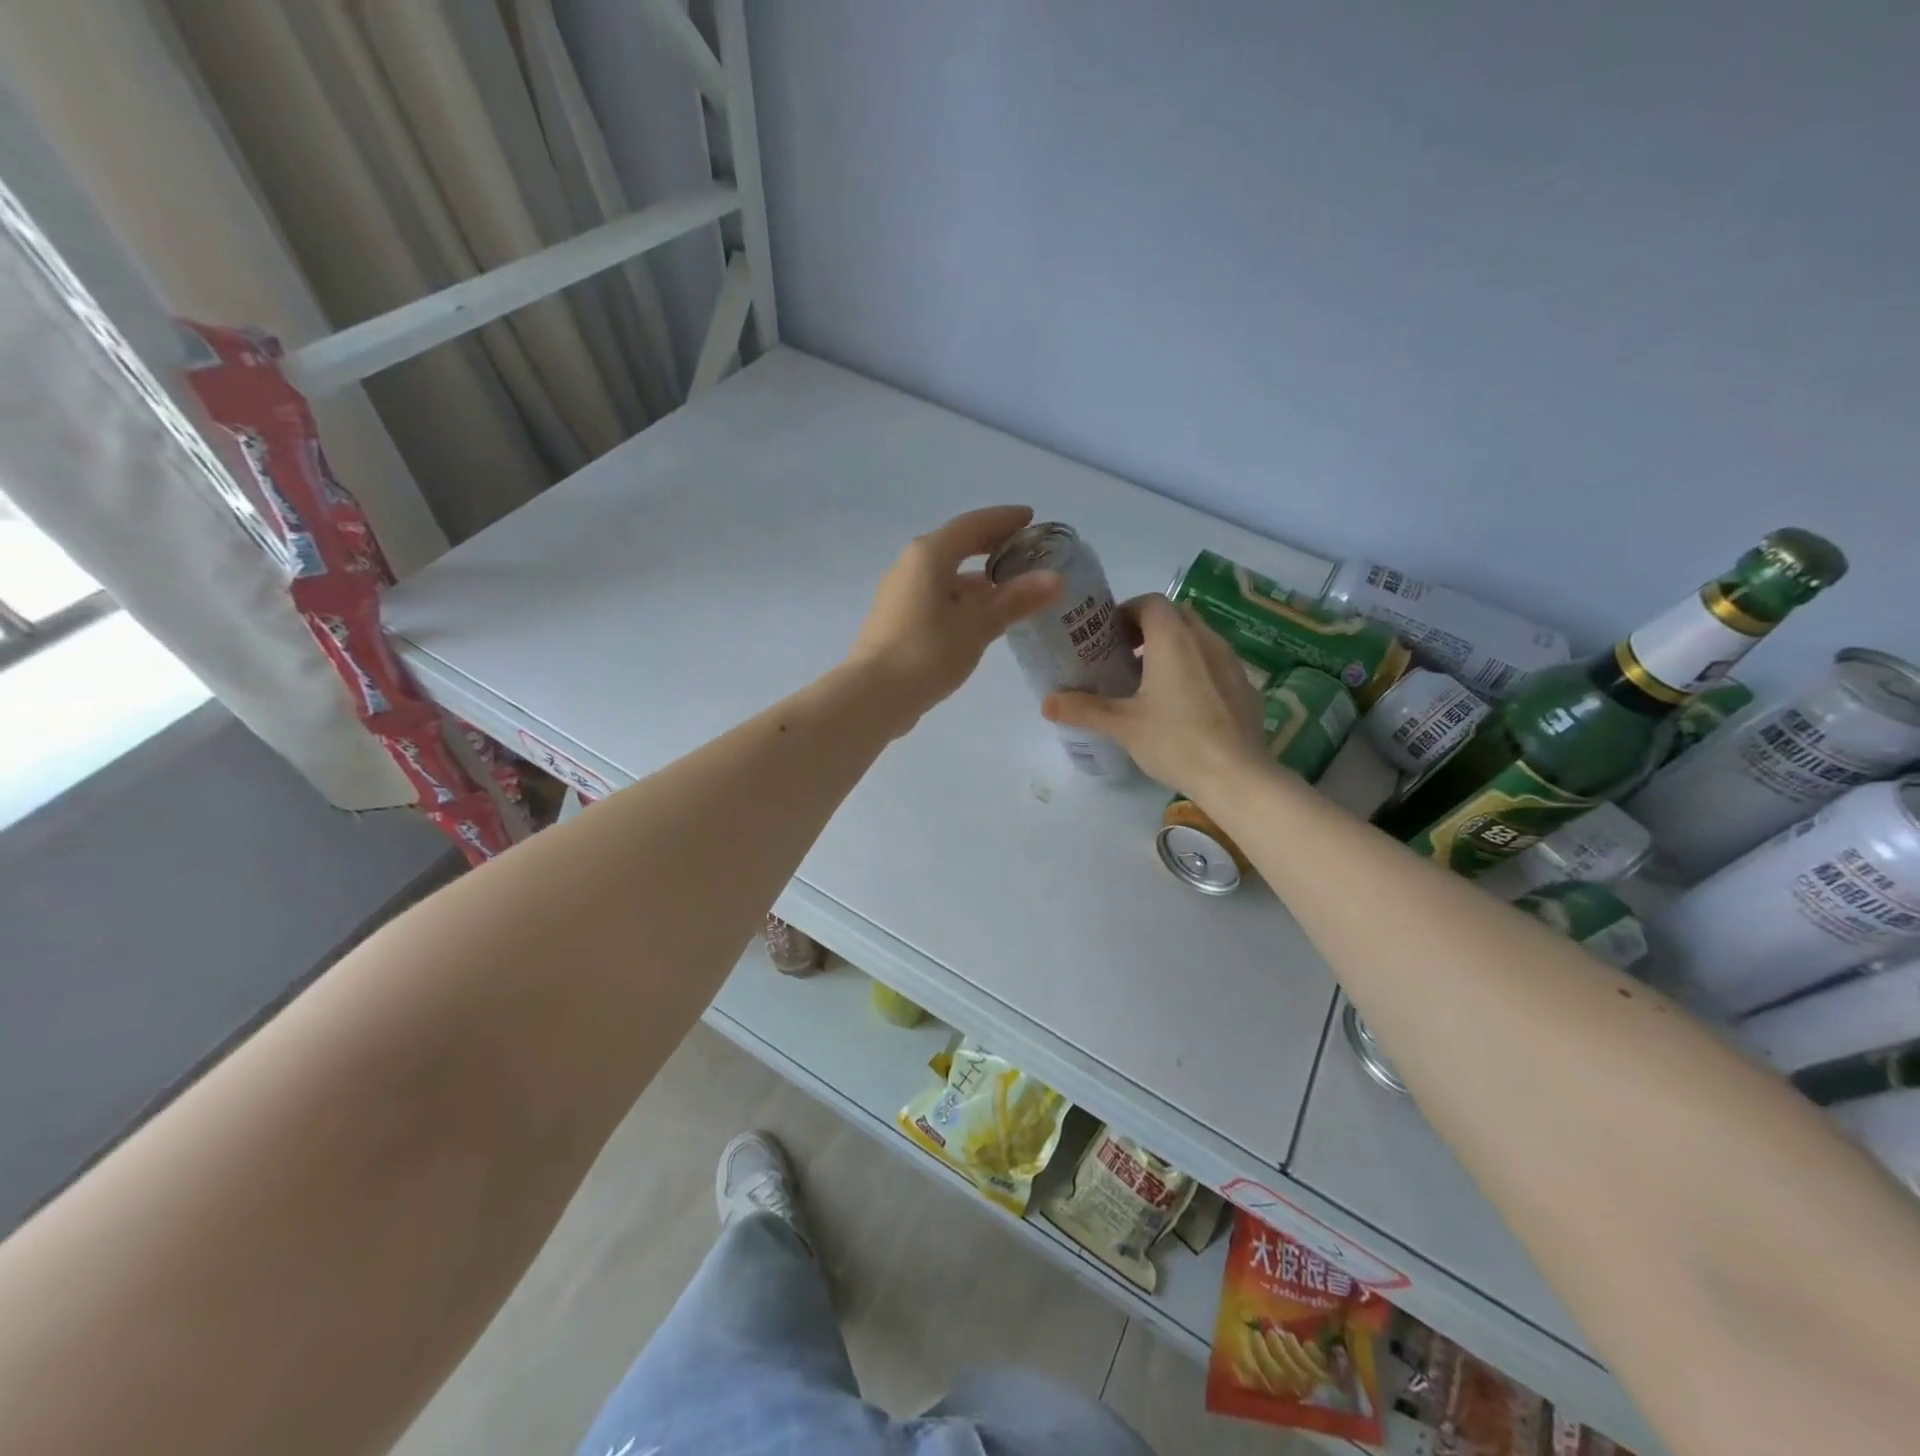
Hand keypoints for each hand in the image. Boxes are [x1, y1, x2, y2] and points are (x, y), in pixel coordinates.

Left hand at [847, 505, 1060, 733]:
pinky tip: (981, 618)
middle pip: (957, 546)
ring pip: (947, 575)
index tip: (1031, 519)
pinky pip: (937, 597)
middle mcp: (911, 566)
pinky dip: (963, 599)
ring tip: (1012, 589)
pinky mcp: (898, 620)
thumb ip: (1015, 599)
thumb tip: (1055, 578)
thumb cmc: (927, 652)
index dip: (1004, 519)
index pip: (973, 524)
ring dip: (979, 578)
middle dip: (992, 547)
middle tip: (1026, 553)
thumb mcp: (977, 625)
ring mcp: (901, 594)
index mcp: (929, 555)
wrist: (872, 696)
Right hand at [1043, 595, 1266, 797]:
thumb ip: (1083, 709)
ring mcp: (1230, 662)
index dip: (1126, 612)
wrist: (1237, 775)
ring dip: (1173, 647)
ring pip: (1198, 638)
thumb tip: (1046, 702)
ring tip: (1151, 681)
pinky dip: (1195, 669)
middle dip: (1148, 627)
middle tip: (1125, 655)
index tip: (1108, 636)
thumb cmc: (1175, 741)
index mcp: (1173, 639)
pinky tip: (1183, 705)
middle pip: (1175, 615)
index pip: (1150, 602)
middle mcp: (1205, 639)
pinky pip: (1215, 663)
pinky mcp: (1245, 686)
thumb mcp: (1122, 725)